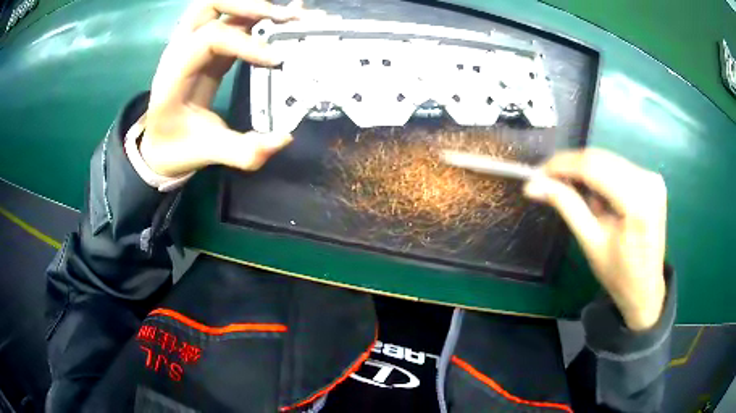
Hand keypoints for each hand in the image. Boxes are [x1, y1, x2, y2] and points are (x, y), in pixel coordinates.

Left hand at [140, 0, 317, 176]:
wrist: (160, 146)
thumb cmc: (177, 149)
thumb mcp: (207, 154)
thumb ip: (242, 151)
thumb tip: (284, 139)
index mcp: (174, 76)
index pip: (209, 39)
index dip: (246, 43)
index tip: (278, 61)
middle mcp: (179, 51)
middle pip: (209, 6)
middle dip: (249, 6)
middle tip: (285, 18)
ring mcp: (191, 45)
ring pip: (217, 5)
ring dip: (251, 5)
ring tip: (285, 15)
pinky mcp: (205, 48)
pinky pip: (228, 19)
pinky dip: (253, 14)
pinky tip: (278, 19)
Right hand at [524, 149, 666, 330]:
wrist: (646, 288)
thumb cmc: (618, 275)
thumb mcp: (590, 242)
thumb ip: (567, 206)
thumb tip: (533, 185)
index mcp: (637, 202)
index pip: (594, 167)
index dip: (563, 165)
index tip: (538, 172)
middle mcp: (648, 181)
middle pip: (601, 159)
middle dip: (571, 166)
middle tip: (547, 180)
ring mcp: (652, 178)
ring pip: (608, 160)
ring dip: (585, 171)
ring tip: (572, 192)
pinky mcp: (652, 179)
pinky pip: (618, 167)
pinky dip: (600, 175)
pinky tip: (595, 194)